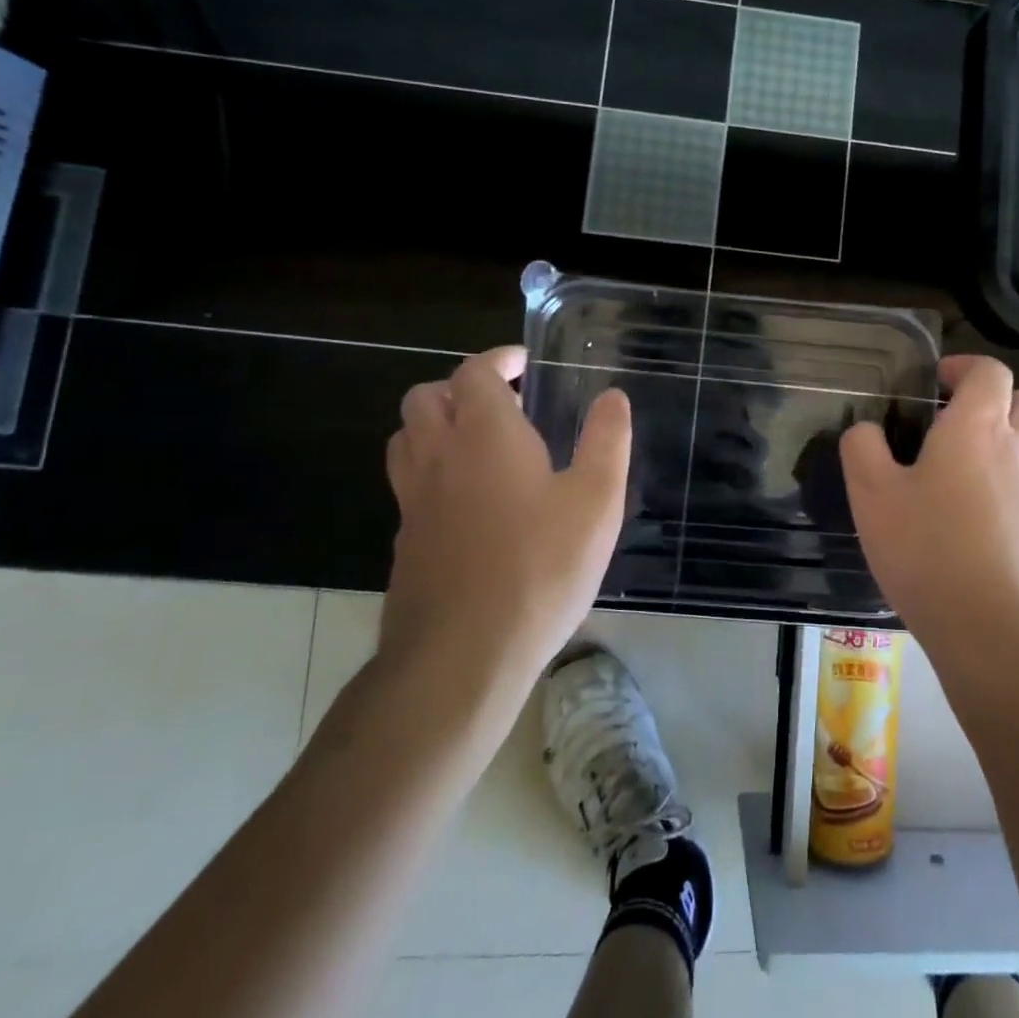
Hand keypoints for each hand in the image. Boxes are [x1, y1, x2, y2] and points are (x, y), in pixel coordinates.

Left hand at [381, 345, 631, 692]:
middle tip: (501, 403)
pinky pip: (409, 486)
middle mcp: (438, 457)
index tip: (523, 364)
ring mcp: (414, 502)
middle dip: (459, 387)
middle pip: (425, 399)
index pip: (473, 373)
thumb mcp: (596, 502)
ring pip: (406, 441)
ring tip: (477, 443)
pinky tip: (468, 504)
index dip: (497, 360)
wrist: (462, 657)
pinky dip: (432, 472)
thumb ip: (606, 442)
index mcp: (484, 435)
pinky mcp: (406, 543)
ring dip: (435, 425)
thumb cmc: (540, 568)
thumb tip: (613, 397)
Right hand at [840, 356, 1018, 676]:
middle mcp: (1017, 449)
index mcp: (977, 428)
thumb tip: (867, 430)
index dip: (964, 367)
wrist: (994, 630)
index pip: (990, 372)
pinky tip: (982, 507)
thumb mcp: (872, 494)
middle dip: (992, 398)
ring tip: (969, 460)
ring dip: (1008, 435)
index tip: (936, 381)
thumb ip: (863, 448)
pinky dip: (1014, 476)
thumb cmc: (928, 550)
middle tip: (953, 418)